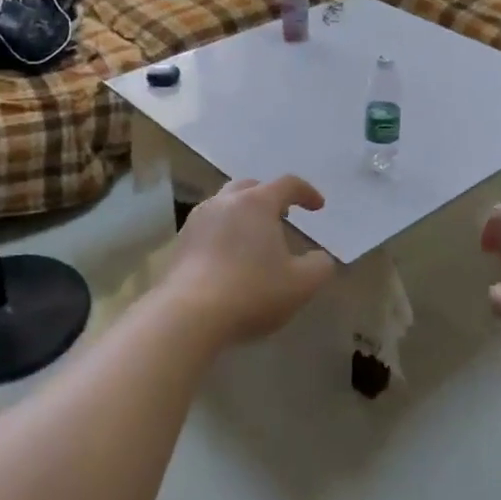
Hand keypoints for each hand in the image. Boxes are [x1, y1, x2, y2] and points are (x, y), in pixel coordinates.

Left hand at [159, 177, 337, 348]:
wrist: (189, 315)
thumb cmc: (252, 292)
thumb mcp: (301, 285)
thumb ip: (319, 267)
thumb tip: (320, 258)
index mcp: (256, 203)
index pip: (287, 184)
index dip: (307, 192)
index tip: (318, 207)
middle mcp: (224, 202)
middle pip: (250, 187)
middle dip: (270, 196)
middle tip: (283, 215)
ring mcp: (197, 221)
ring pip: (224, 205)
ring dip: (243, 214)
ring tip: (255, 236)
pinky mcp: (180, 243)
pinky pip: (208, 227)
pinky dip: (224, 233)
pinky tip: (229, 257)